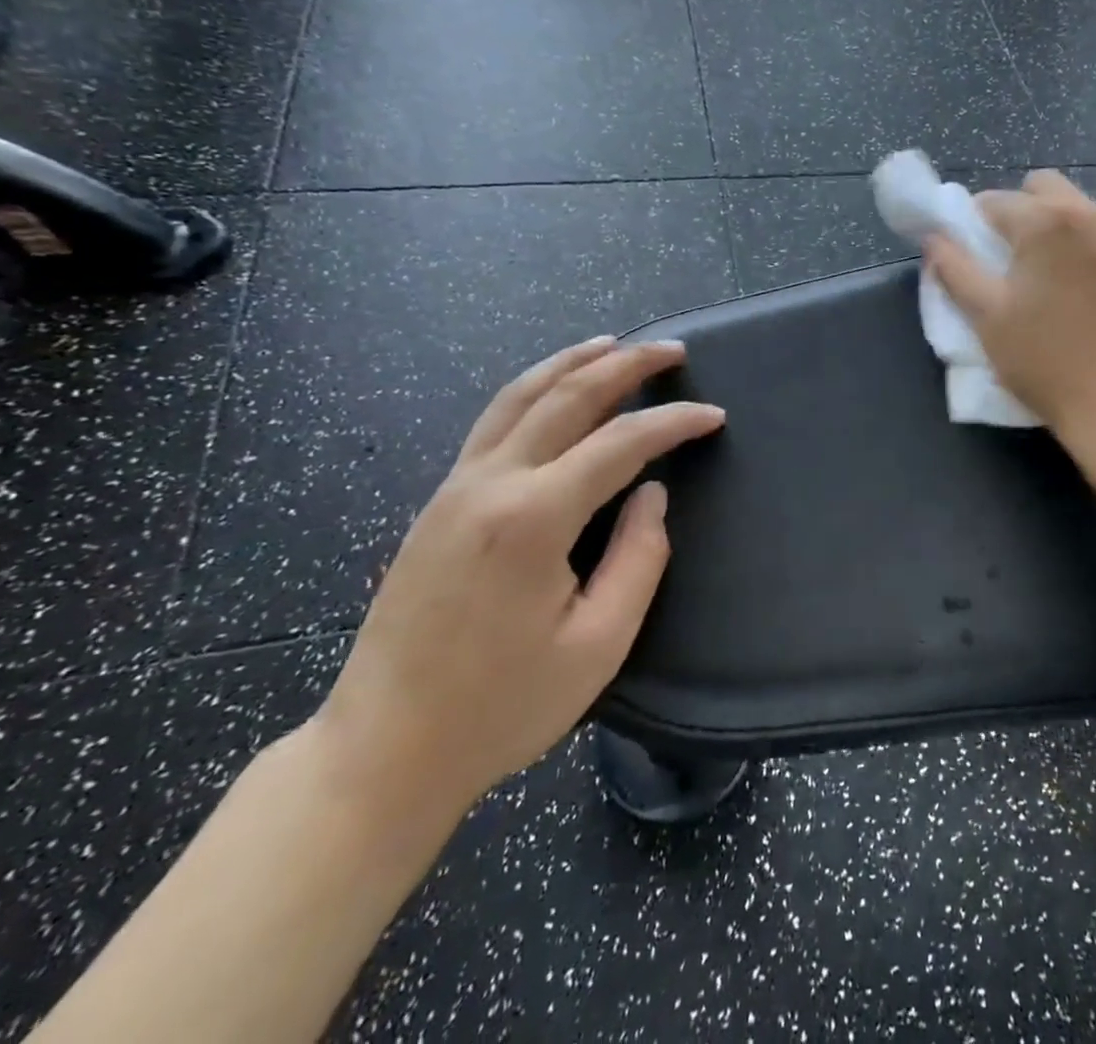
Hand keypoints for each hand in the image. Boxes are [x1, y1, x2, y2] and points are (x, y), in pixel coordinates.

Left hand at [311, 338, 725, 820]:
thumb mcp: (597, 645)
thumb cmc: (500, 707)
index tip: (714, 415)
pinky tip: (554, 391)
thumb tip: (652, 494)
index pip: (620, 443)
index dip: (674, 421)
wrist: (382, 751)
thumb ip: (639, 558)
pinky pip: (493, 421)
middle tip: (672, 349)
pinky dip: (534, 389)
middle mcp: (490, 484)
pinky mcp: (438, 502)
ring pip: (519, 397)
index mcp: (532, 519)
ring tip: (612, 344)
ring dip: (571, 363)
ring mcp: (455, 487)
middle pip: (566, 397)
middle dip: (625, 365)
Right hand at [925, 171, 1095, 435]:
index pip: (993, 200)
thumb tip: (934, 239)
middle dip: (1019, 210)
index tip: (970, 252)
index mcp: (1044, 222)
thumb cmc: (1046, 359)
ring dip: (1056, 227)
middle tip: (1008, 256)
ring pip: (1080, 210)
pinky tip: (1085, 291)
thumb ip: (955, 269)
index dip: (973, 222)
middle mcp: (1089, 215)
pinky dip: (1089, 250)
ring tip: (1048, 275)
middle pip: (1043, 188)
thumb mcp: (987, 316)